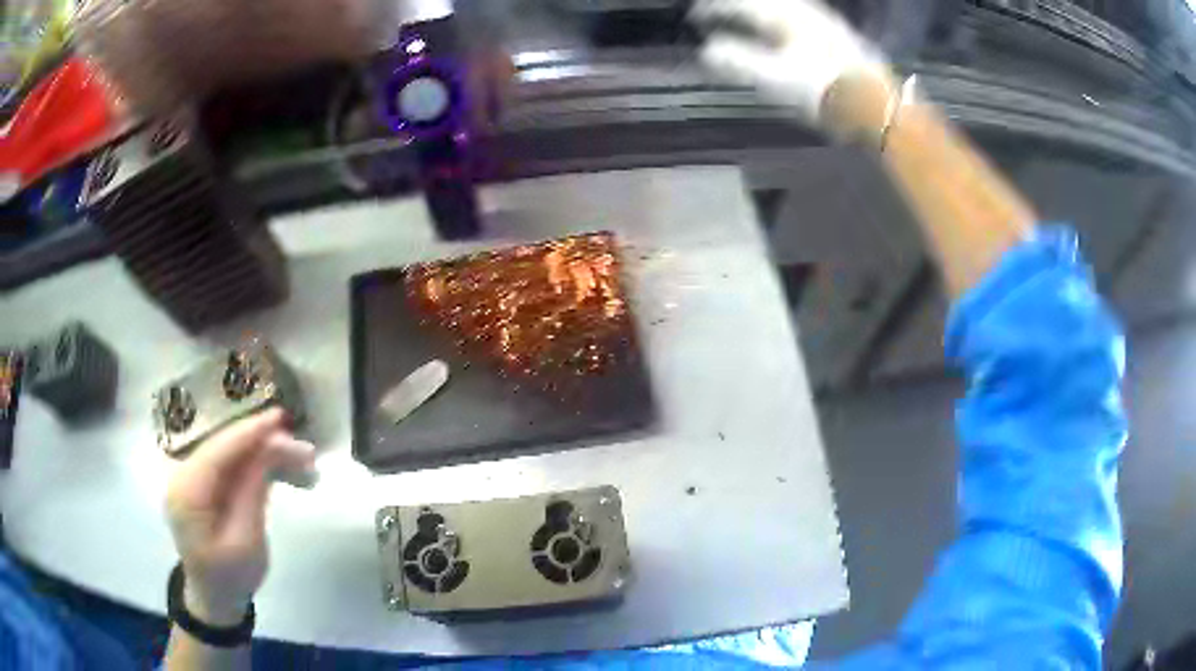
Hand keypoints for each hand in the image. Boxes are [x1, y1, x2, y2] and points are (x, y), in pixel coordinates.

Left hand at [165, 409, 315, 625]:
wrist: (216, 599)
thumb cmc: (231, 578)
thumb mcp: (246, 541)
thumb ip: (253, 493)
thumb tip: (270, 450)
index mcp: (187, 491)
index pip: (219, 451)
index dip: (249, 432)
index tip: (281, 418)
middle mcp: (185, 476)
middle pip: (227, 449)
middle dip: (265, 445)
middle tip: (307, 454)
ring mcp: (195, 479)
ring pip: (234, 455)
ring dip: (268, 457)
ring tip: (305, 466)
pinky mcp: (207, 486)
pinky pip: (234, 468)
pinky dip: (260, 468)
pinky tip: (285, 473)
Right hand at [690, 0, 887, 124]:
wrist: (878, 107)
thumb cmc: (826, 92)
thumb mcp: (777, 79)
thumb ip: (740, 61)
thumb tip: (708, 51)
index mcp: (785, 17)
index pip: (741, 5)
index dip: (713, 9)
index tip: (694, 17)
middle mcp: (803, 11)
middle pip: (762, 2)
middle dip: (735, 6)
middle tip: (714, 13)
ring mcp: (823, 21)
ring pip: (781, 6)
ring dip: (756, 10)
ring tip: (742, 18)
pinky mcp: (836, 34)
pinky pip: (796, 14)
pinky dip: (777, 17)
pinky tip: (779, 28)